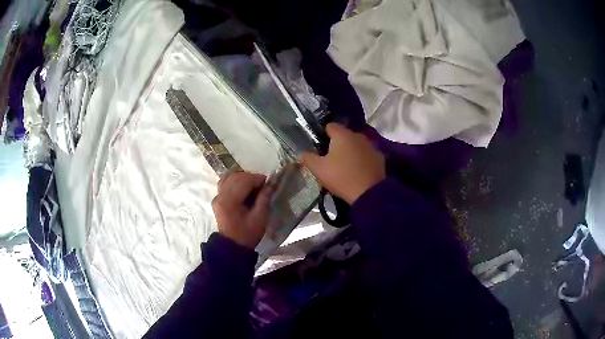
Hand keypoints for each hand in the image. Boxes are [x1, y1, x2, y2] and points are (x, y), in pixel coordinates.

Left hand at [212, 171, 272, 248]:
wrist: (232, 246)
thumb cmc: (248, 234)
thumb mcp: (260, 218)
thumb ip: (264, 198)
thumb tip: (270, 183)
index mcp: (230, 201)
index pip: (244, 180)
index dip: (258, 179)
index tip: (268, 183)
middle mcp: (221, 195)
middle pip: (236, 176)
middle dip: (251, 177)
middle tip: (263, 186)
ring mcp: (217, 196)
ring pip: (229, 177)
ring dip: (243, 178)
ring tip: (253, 187)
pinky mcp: (217, 199)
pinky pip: (225, 183)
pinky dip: (235, 181)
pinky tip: (243, 188)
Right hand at [300, 123, 385, 203]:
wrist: (369, 193)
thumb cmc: (341, 177)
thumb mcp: (319, 169)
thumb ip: (308, 158)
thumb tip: (302, 154)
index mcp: (342, 135)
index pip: (330, 126)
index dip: (322, 135)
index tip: (319, 148)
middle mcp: (358, 136)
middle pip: (344, 136)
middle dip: (337, 145)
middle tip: (330, 160)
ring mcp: (370, 146)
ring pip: (356, 145)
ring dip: (350, 152)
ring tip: (345, 167)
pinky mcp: (379, 158)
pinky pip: (366, 155)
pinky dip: (361, 160)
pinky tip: (358, 172)